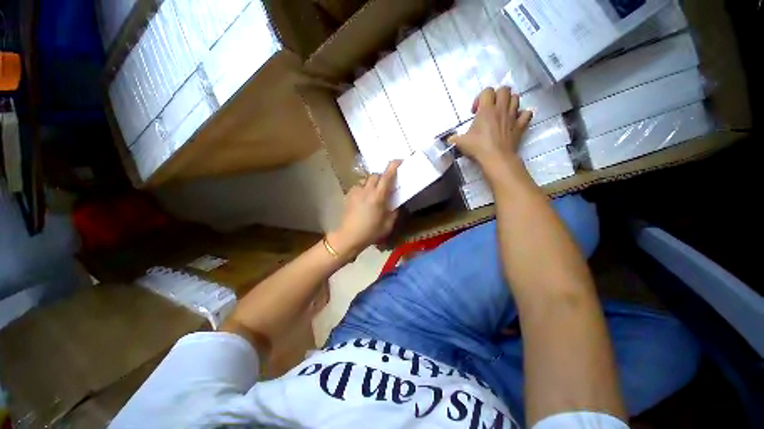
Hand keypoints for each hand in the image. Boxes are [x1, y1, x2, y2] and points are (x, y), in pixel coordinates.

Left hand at [327, 160, 401, 258]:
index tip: (399, 161)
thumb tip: (395, 205)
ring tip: (373, 193)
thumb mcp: (388, 225)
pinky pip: (358, 186)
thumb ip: (394, 212)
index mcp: (378, 197)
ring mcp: (355, 192)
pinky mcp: (348, 195)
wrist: (349, 237)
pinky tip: (364, 199)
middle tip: (386, 186)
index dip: (393, 167)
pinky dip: (363, 189)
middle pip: (375, 175)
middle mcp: (366, 191)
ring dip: (372, 183)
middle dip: (382, 177)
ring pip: (365, 180)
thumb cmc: (370, 232)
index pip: (386, 177)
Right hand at [449, 87, 532, 178]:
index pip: (487, 91)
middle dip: (497, 96)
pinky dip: (522, 114)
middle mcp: (501, 109)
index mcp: (486, 109)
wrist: (496, 158)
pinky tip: (515, 120)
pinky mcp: (521, 126)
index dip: (480, 98)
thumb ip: (453, 139)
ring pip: (516, 98)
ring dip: (509, 102)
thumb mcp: (460, 142)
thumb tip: (448, 140)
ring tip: (501, 113)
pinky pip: (527, 114)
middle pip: (504, 90)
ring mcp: (513, 116)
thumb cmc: (478, 147)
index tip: (475, 112)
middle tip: (489, 108)